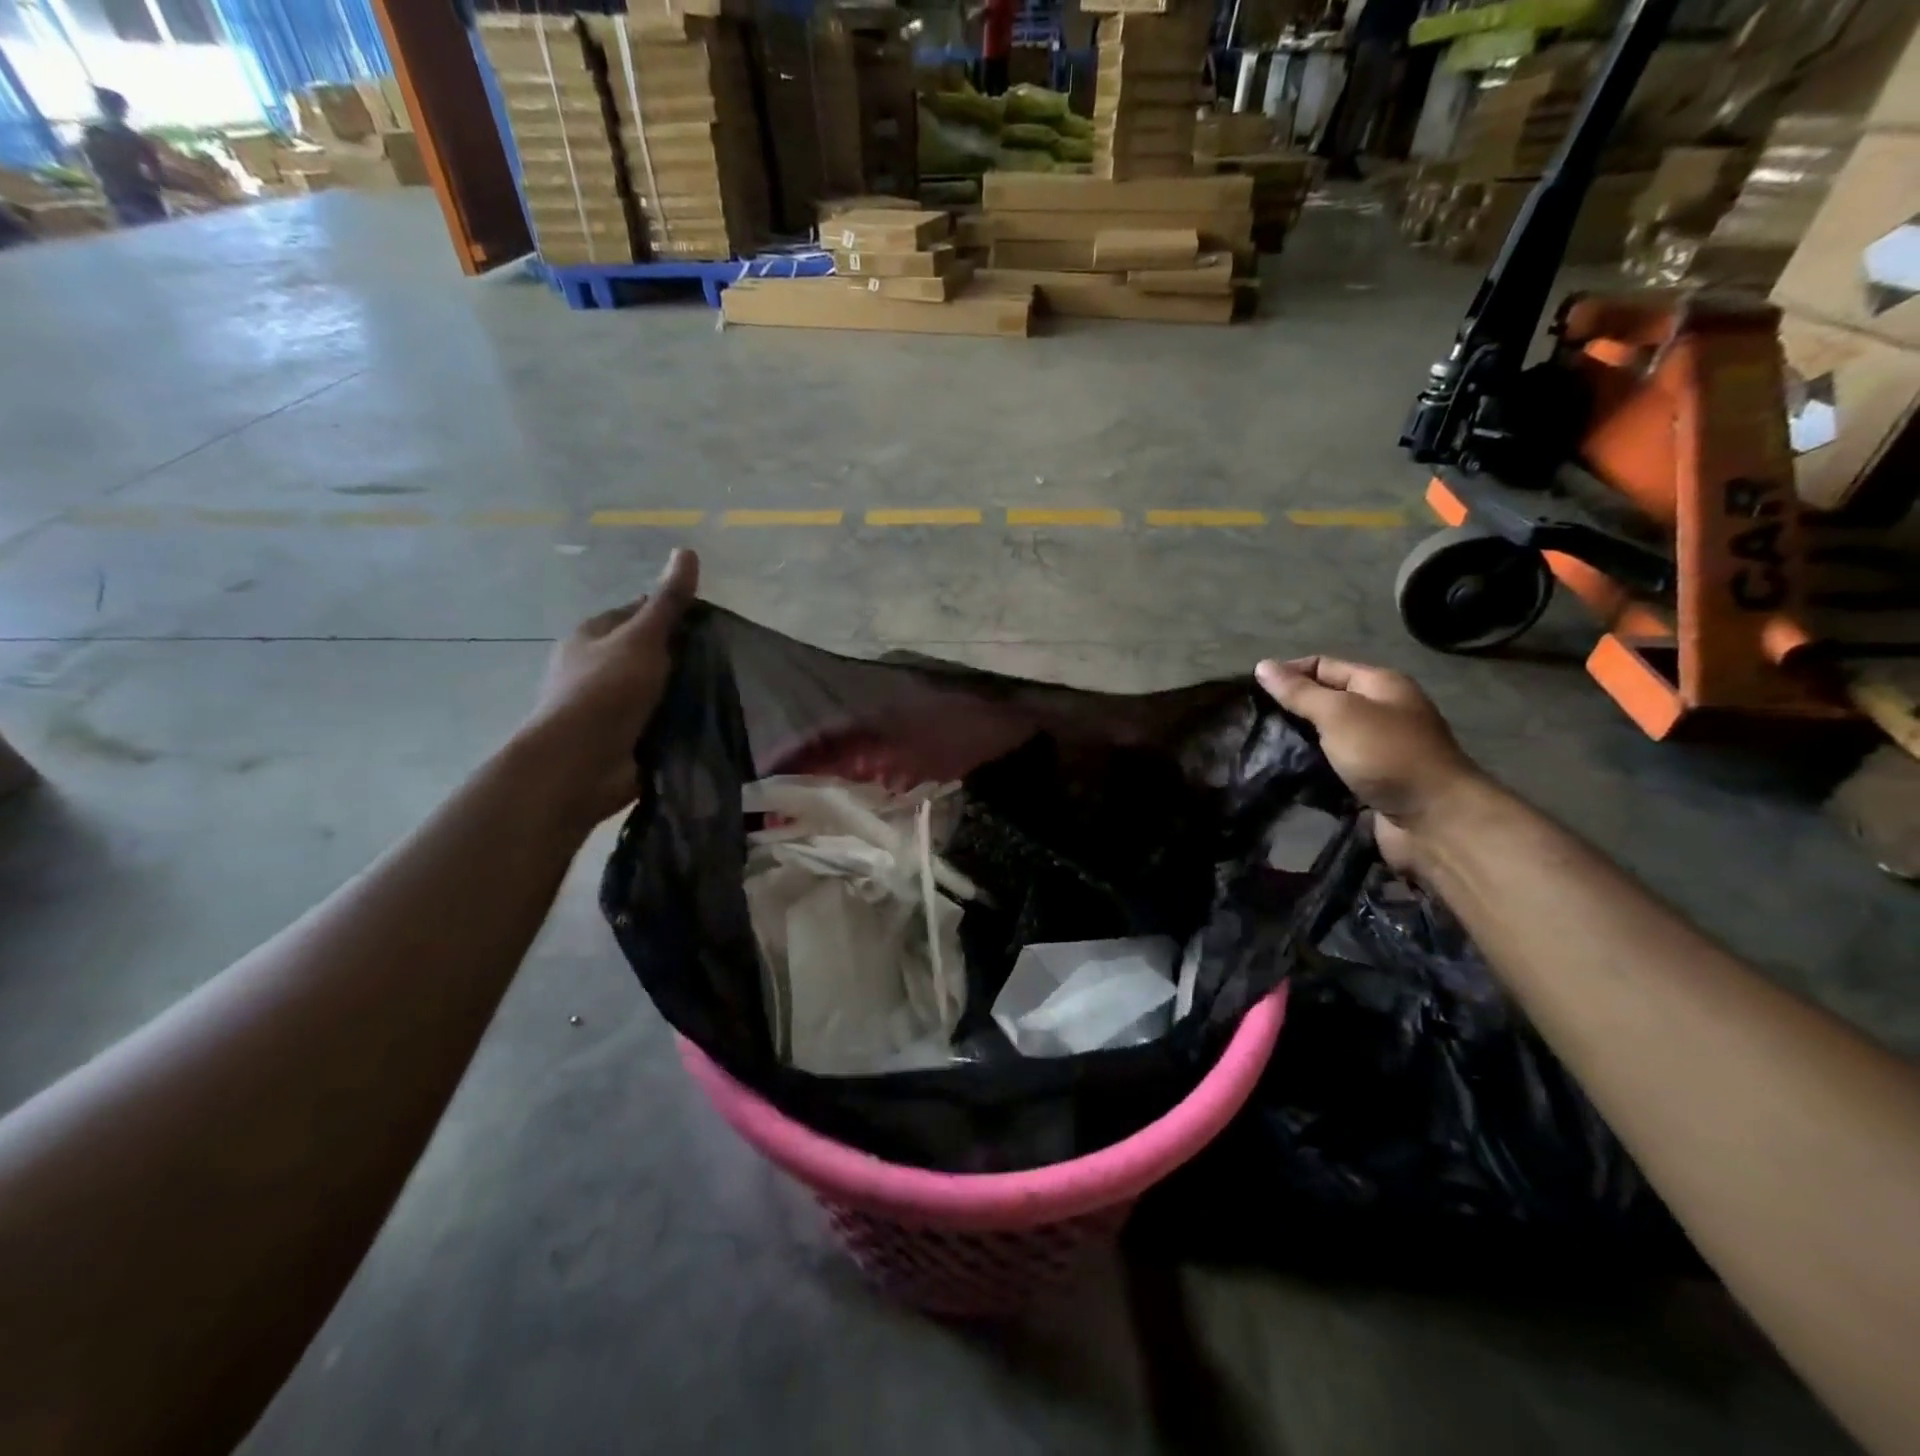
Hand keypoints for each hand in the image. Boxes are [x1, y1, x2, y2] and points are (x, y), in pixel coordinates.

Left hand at [518, 549, 699, 829]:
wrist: (579, 766)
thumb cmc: (605, 692)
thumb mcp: (642, 639)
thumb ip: (668, 602)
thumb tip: (687, 550)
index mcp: (593, 636)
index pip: (639, 612)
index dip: (675, 614)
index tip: (712, 625)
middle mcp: (596, 667)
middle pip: (650, 652)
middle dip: (683, 656)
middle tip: (724, 660)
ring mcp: (609, 705)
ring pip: (657, 689)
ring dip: (683, 691)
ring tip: (725, 691)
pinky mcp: (623, 738)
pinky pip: (659, 721)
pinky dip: (679, 721)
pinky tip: (708, 721)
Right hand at [1255, 656, 1484, 868]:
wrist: (1434, 820)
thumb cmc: (1387, 755)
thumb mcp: (1339, 714)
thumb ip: (1299, 692)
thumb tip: (1262, 666)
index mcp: (1379, 685)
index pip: (1323, 666)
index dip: (1287, 673)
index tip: (1251, 693)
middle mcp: (1381, 712)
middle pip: (1325, 701)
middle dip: (1290, 710)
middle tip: (1252, 723)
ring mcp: (1377, 749)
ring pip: (1326, 737)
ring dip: (1298, 743)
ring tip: (1260, 749)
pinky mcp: (1371, 781)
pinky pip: (1332, 767)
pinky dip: (1311, 769)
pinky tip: (1285, 775)